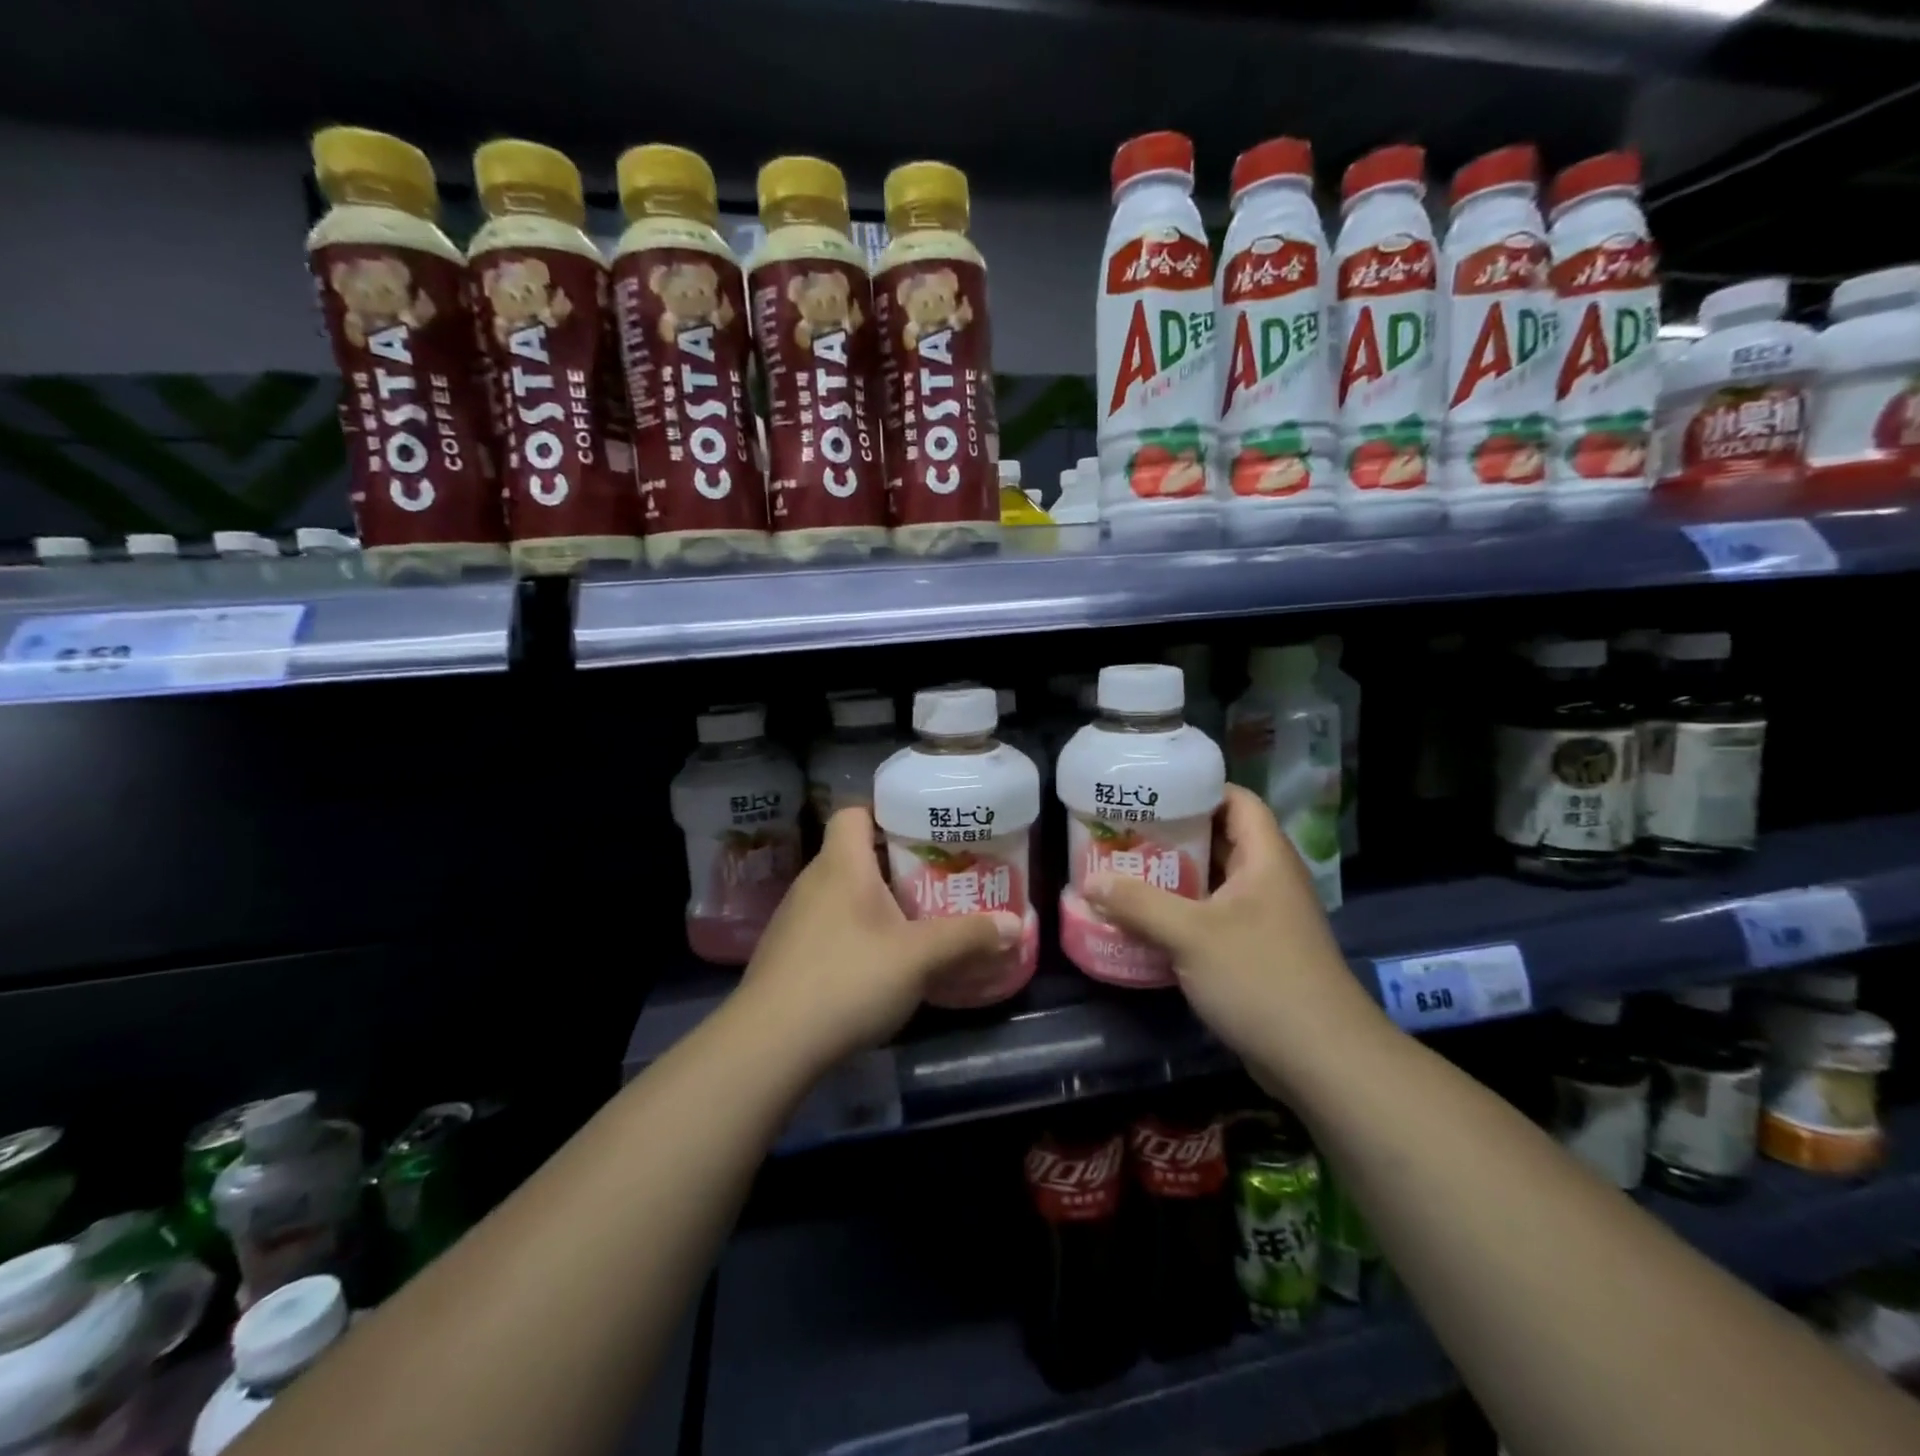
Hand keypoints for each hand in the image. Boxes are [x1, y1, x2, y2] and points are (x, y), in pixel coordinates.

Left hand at [742, 807, 1020, 1068]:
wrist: (769, 1044)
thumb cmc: (848, 979)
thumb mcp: (919, 957)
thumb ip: (968, 937)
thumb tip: (1016, 925)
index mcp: (841, 864)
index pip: (854, 811)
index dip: (885, 812)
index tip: (922, 830)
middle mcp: (812, 882)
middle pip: (853, 854)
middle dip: (894, 864)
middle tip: (935, 880)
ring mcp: (793, 920)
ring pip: (841, 894)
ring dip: (875, 903)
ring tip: (914, 923)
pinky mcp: (786, 955)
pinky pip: (828, 927)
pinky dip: (854, 934)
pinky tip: (877, 965)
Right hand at [1083, 785, 1386, 1096]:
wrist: (1322, 1060)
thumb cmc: (1260, 978)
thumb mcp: (1191, 935)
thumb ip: (1138, 904)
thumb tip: (1090, 881)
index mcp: (1265, 858)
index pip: (1236, 800)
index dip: (1197, 788)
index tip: (1150, 791)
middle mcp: (1268, 880)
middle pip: (1219, 839)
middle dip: (1171, 835)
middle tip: (1123, 832)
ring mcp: (1264, 918)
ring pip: (1213, 882)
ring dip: (1173, 878)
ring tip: (1124, 871)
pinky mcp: (1256, 952)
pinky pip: (1213, 917)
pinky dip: (1182, 913)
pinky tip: (1144, 921)